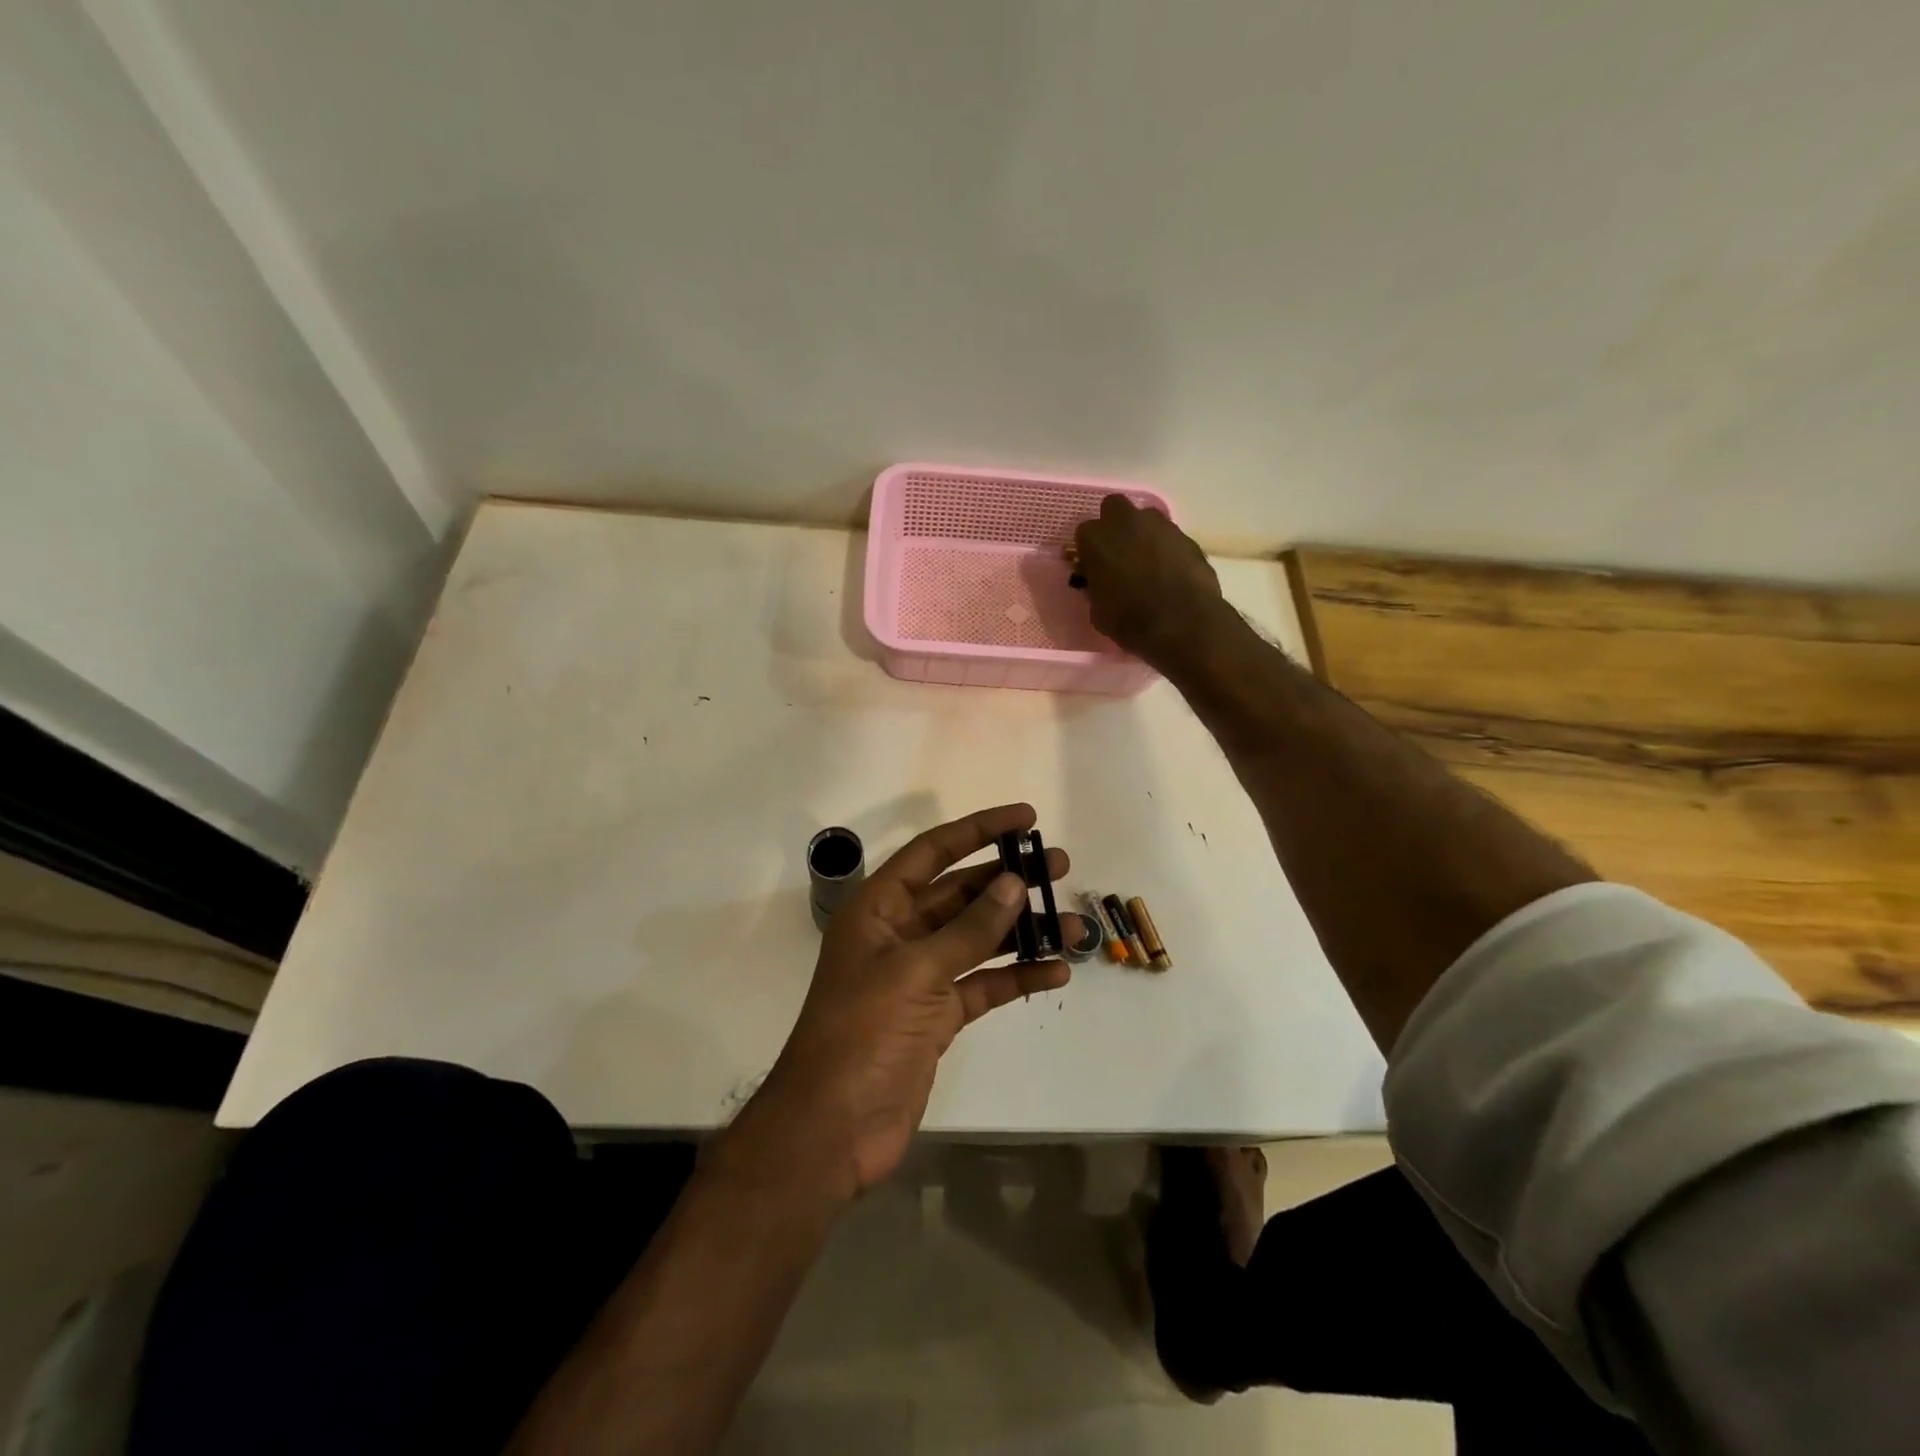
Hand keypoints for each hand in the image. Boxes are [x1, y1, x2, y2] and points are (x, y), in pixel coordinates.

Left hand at [756, 804, 1075, 1197]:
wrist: (833, 1129)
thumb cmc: (862, 1034)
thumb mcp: (915, 972)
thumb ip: (968, 929)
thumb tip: (1013, 883)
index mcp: (879, 908)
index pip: (933, 852)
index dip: (979, 830)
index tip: (1026, 818)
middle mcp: (900, 933)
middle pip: (961, 893)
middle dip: (1009, 879)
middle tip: (1060, 866)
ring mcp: (920, 976)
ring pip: (979, 939)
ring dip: (1023, 931)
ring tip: (1074, 927)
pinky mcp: (937, 1016)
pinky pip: (984, 984)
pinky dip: (1017, 977)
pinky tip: (1055, 973)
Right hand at [1074, 496, 1227, 666]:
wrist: (1181, 624)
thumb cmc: (1129, 621)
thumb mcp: (1097, 611)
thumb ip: (1096, 588)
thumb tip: (1101, 585)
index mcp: (1095, 539)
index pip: (1084, 534)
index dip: (1090, 551)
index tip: (1094, 567)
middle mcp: (1125, 522)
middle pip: (1114, 508)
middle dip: (1115, 526)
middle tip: (1119, 553)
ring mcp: (1160, 525)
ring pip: (1146, 519)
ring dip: (1143, 534)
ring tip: (1148, 564)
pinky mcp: (1186, 536)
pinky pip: (1170, 537)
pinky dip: (1168, 549)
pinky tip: (1171, 573)